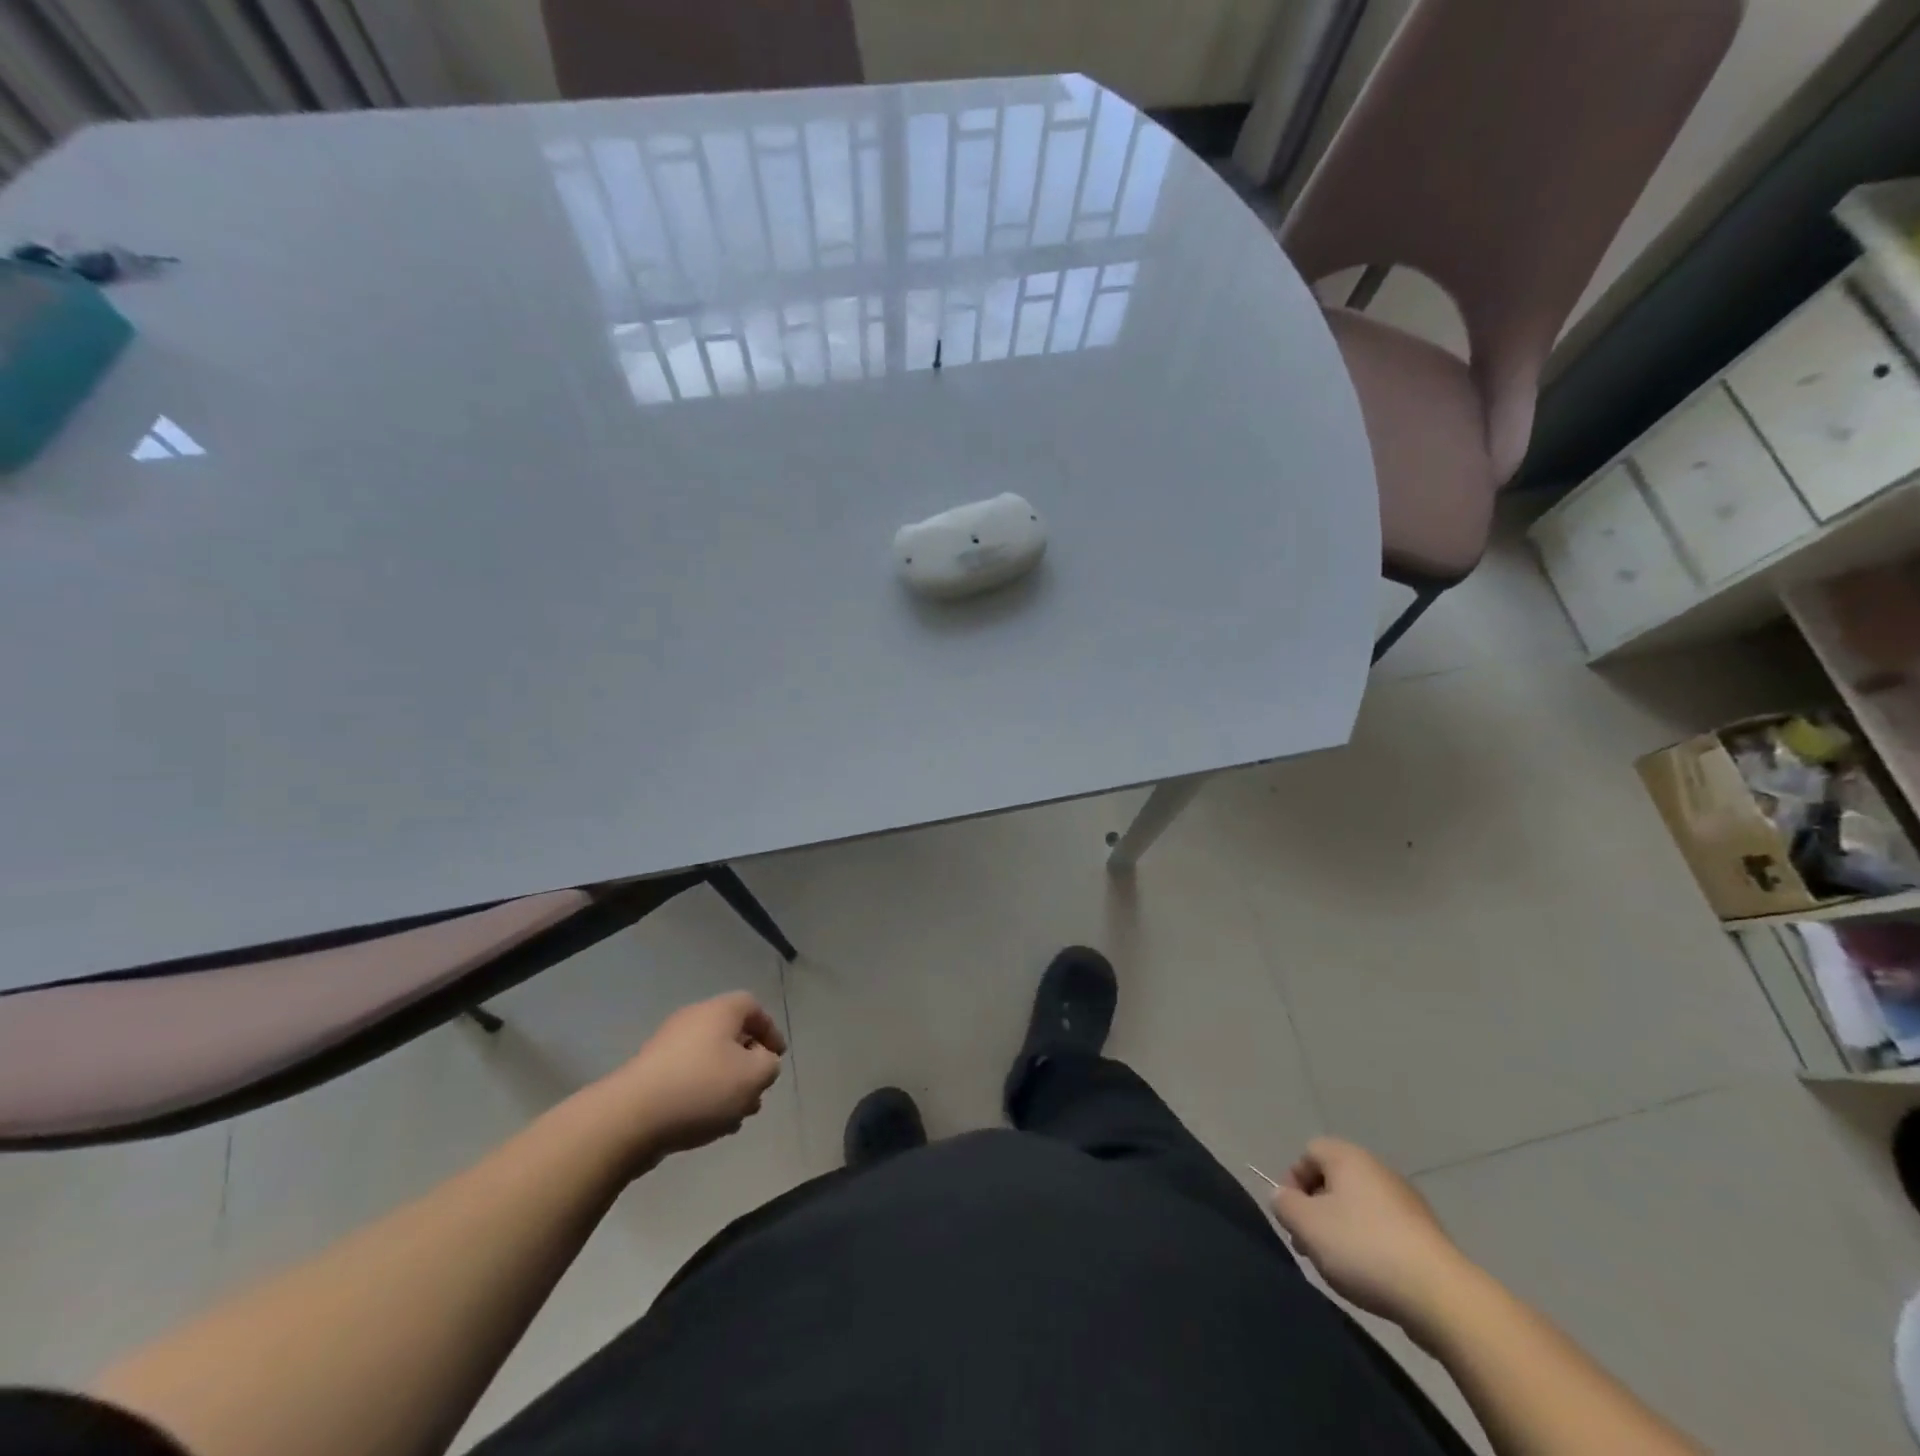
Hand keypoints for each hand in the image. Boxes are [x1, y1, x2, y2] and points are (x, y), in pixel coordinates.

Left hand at [594, 992, 786, 1165]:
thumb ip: (768, 1065)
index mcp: (719, 1011)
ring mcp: (667, 1048)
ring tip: (736, 1117)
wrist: (630, 1119)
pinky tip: (709, 1125)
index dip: (770, 1030)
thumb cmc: (701, 1088)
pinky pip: (688, 1079)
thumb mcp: (753, 1076)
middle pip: (731, 1036)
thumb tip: (761, 1061)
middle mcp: (693, 1020)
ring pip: (710, 1061)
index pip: (753, 1007)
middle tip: (757, 1092)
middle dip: (748, 1065)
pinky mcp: (650, 1076)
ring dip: (728, 1085)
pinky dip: (703, 1096)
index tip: (777, 1058)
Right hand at [1270, 1137, 1473, 1337]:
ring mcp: (1407, 1202)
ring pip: (1359, 1208)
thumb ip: (1284, 1204)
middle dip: (1317, 1210)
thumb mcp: (1306, 1225)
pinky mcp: (1427, 1235)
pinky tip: (1373, 1277)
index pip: (1308, 1152)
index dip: (1293, 1181)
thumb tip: (1283, 1196)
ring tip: (1341, 1267)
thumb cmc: (1363, 1249)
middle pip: (1334, 1180)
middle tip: (1311, 1245)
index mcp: (1348, 1157)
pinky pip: (1385, 1231)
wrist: (1442, 1297)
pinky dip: (1372, 1247)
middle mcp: (1378, 1169)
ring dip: (1343, 1231)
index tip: (1293, 1217)